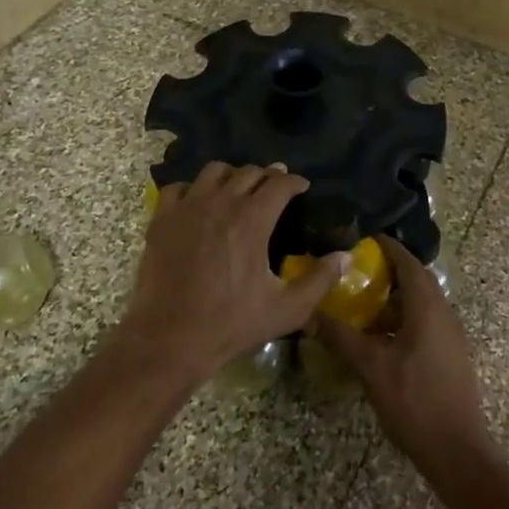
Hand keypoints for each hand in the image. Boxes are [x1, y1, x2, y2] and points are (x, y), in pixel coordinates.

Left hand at [119, 162, 346, 387]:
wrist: (169, 338)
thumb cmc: (231, 323)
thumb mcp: (286, 309)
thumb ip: (320, 280)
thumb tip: (345, 257)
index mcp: (252, 219)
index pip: (280, 183)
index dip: (294, 181)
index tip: (302, 186)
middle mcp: (221, 202)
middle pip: (249, 172)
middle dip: (267, 175)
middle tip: (275, 185)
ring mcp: (188, 207)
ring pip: (214, 171)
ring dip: (232, 175)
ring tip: (238, 188)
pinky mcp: (162, 218)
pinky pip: (179, 187)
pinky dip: (192, 188)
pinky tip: (197, 202)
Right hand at [315, 238, 495, 474]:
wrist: (458, 451)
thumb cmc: (415, 401)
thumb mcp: (371, 368)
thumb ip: (340, 337)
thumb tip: (307, 314)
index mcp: (428, 306)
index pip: (408, 262)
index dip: (388, 247)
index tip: (363, 238)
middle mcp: (444, 312)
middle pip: (417, 279)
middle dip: (390, 269)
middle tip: (358, 268)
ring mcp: (451, 334)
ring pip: (423, 301)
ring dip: (397, 296)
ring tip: (365, 300)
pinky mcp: (452, 354)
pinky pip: (427, 320)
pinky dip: (405, 316)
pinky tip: (383, 335)